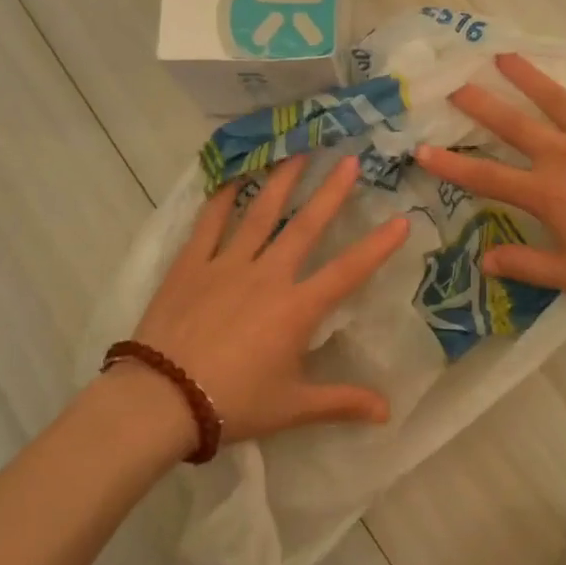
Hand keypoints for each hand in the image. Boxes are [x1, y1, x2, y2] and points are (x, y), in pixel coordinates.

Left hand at [128, 154, 409, 444]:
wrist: (163, 399)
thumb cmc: (234, 403)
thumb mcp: (293, 407)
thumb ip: (341, 403)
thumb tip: (387, 413)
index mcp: (297, 309)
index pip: (348, 272)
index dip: (378, 246)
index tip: (402, 220)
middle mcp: (268, 276)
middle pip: (305, 226)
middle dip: (331, 192)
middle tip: (348, 159)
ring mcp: (227, 265)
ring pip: (260, 214)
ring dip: (281, 181)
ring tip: (297, 151)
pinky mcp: (191, 265)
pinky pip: (209, 223)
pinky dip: (221, 197)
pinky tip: (231, 175)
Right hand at [413, 45, 565, 296]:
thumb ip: (526, 266)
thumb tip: (483, 261)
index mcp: (546, 191)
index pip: (486, 177)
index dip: (451, 165)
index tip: (421, 150)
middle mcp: (564, 153)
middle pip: (514, 124)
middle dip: (481, 105)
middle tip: (456, 85)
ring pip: (557, 98)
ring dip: (529, 75)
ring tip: (504, 55)